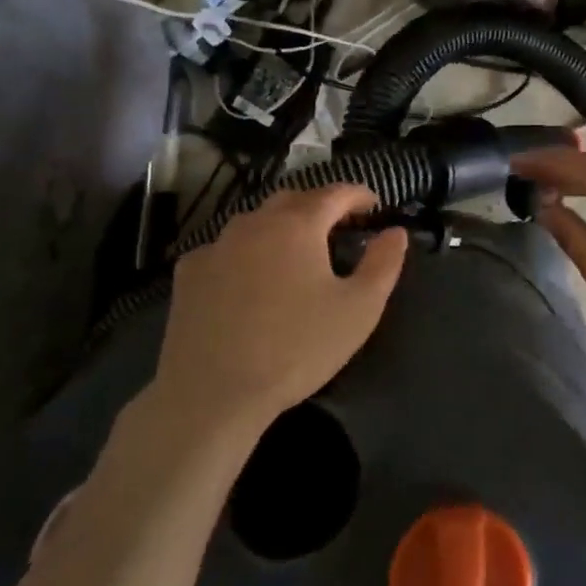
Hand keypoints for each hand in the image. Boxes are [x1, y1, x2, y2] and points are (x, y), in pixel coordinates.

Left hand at [152, 184, 407, 431]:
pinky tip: (248, 279)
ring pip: (255, 222)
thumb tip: (395, 232)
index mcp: (298, 225)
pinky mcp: (189, 272)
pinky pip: (225, 249)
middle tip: (338, 226)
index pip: (335, 193)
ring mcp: (216, 245)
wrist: (212, 392)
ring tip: (295, 252)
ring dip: (280, 227)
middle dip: (319, 206)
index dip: (358, 195)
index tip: (374, 205)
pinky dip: (245, 253)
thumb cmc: (296, 348)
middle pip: (293, 200)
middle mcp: (254, 222)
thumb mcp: (359, 310)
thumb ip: (383, 264)